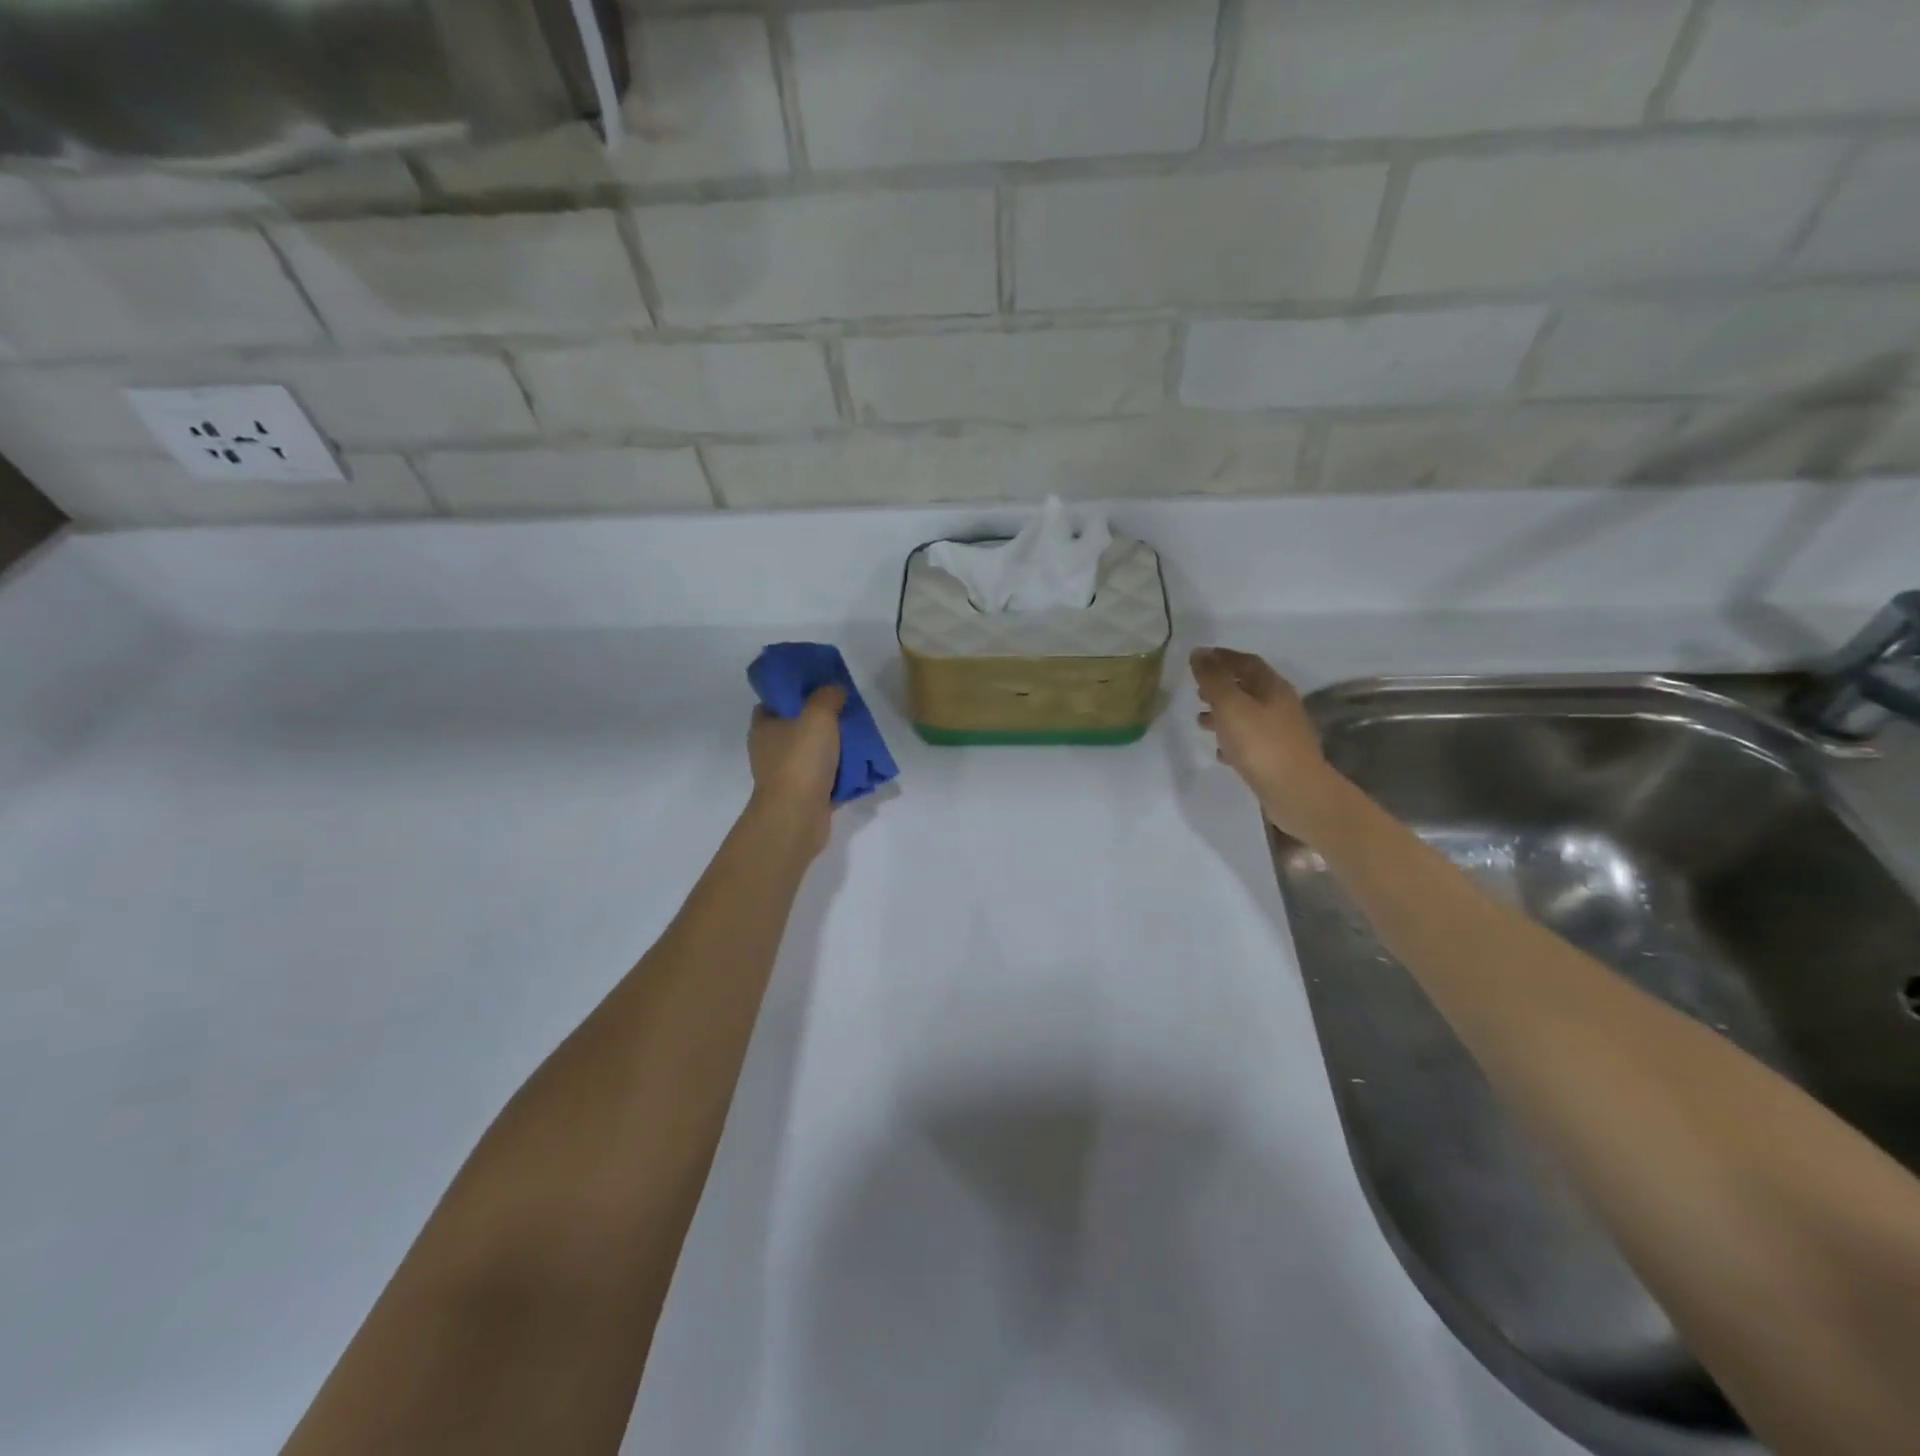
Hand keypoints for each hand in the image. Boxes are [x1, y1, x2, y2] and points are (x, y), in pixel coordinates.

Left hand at [748, 685, 844, 853]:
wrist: (797, 815)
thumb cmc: (801, 759)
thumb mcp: (818, 715)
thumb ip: (827, 696)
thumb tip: (834, 689)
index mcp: (764, 727)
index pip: (774, 702)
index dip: (794, 693)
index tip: (819, 687)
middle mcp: (771, 750)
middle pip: (797, 727)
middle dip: (822, 720)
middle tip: (846, 711)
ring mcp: (787, 775)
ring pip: (814, 753)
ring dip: (835, 748)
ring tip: (860, 738)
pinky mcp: (804, 795)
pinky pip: (826, 778)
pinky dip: (841, 774)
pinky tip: (862, 767)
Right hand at [1191, 648, 1345, 839]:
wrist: (1296, 792)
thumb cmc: (1260, 743)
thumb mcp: (1230, 705)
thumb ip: (1213, 679)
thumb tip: (1199, 653)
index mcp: (1271, 687)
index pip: (1246, 662)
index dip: (1222, 657)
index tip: (1198, 658)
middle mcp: (1279, 705)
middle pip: (1247, 687)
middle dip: (1221, 686)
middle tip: (1196, 690)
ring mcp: (1280, 732)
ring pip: (1247, 715)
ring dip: (1223, 714)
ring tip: (1199, 722)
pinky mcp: (1276, 756)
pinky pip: (1250, 740)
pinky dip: (1231, 739)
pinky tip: (1219, 751)